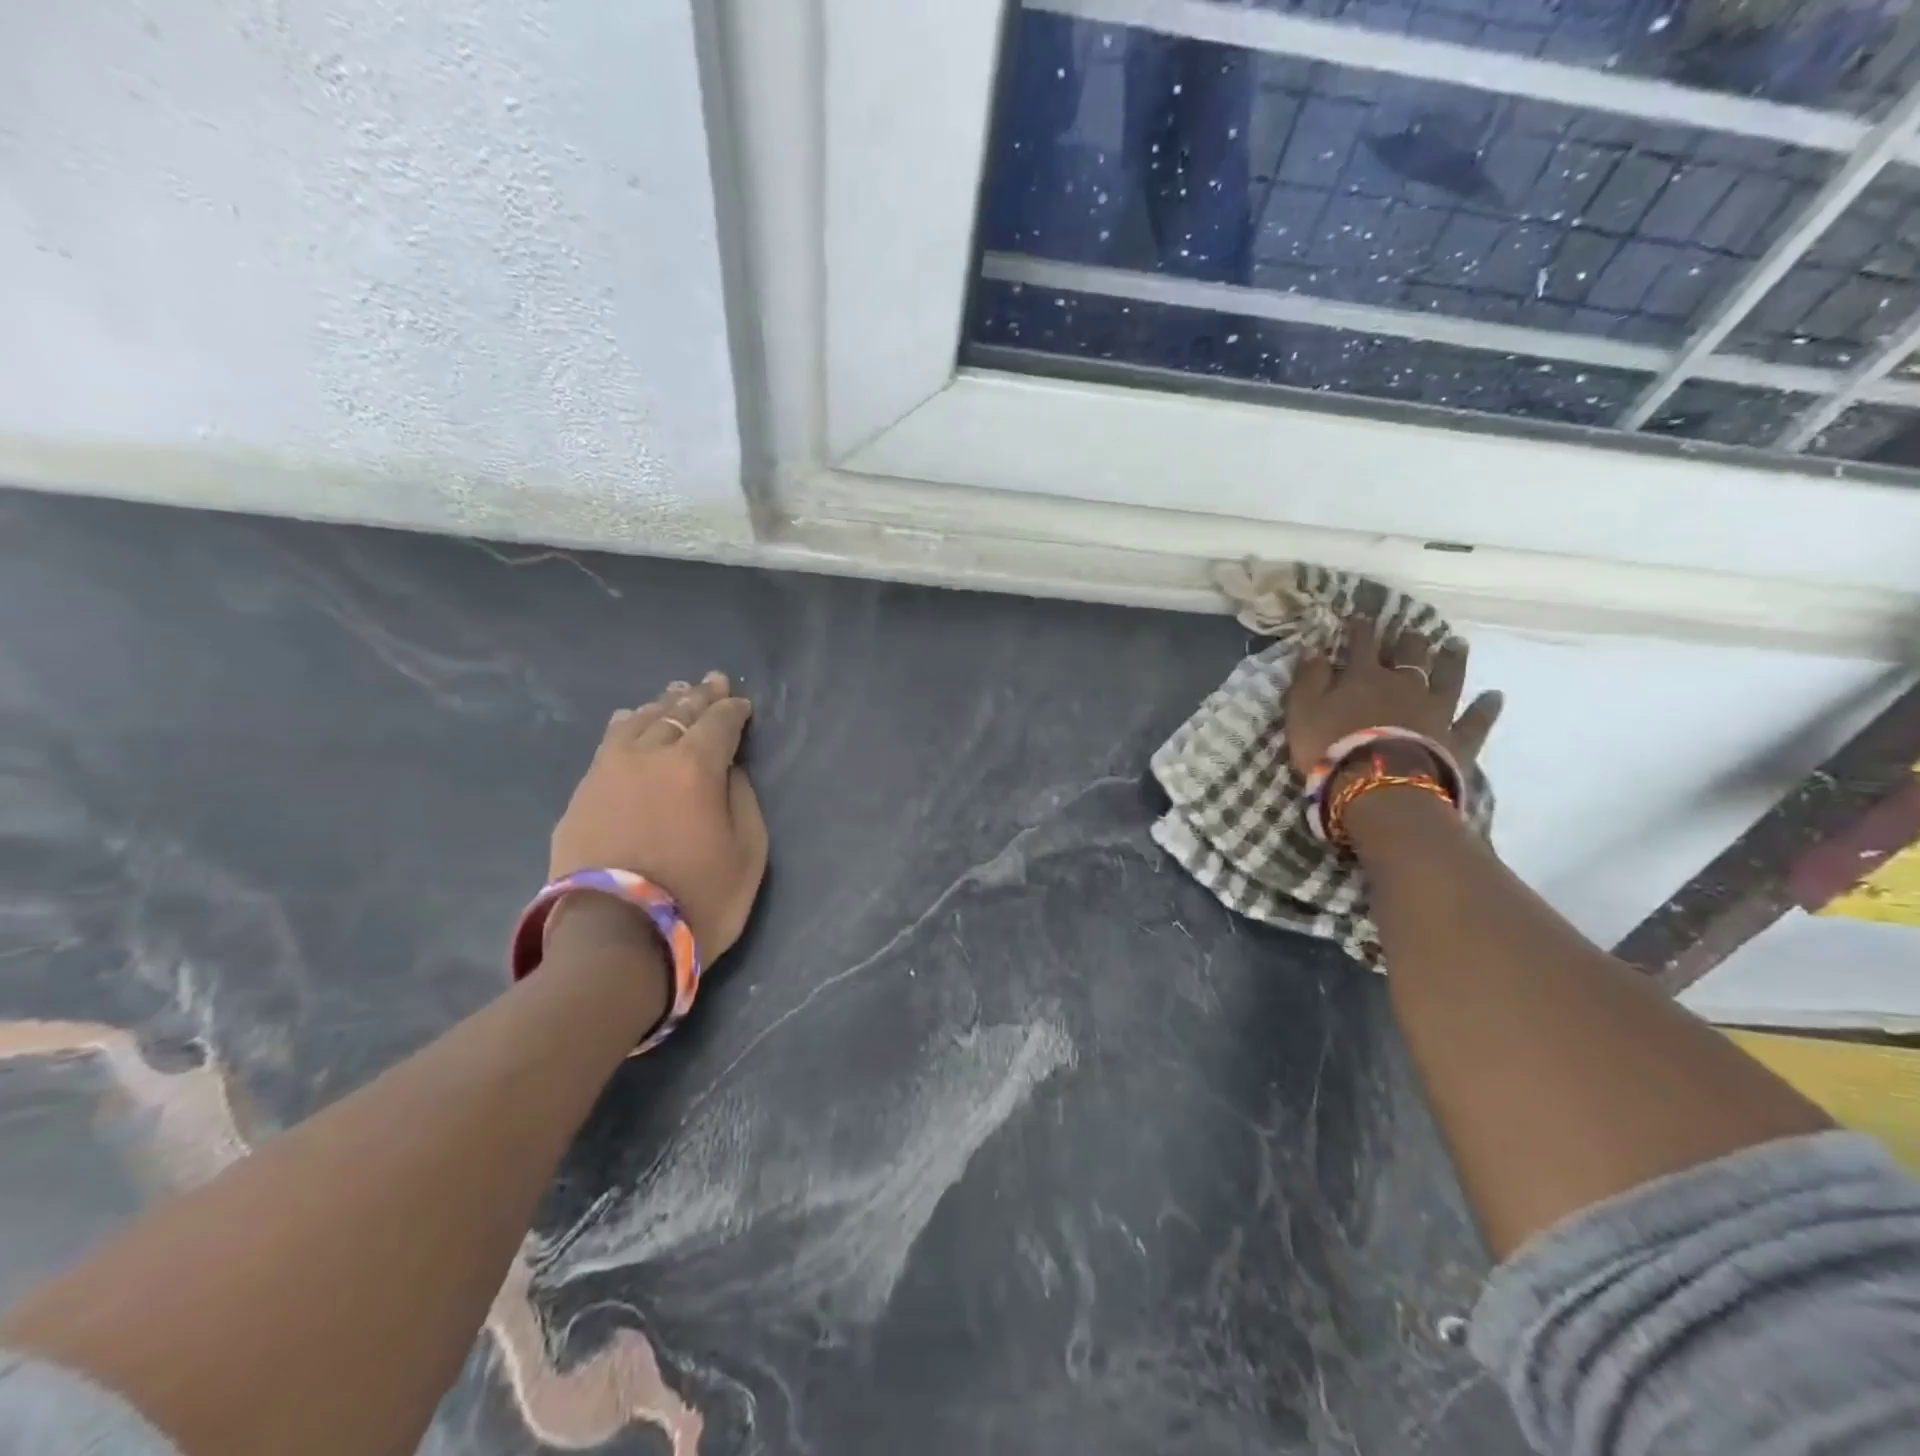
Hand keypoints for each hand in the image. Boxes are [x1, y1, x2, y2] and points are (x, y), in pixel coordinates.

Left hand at [549, 672, 768, 958]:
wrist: (614, 939)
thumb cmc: (698, 898)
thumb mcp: (749, 852)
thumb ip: (742, 798)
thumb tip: (729, 770)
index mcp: (695, 766)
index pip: (719, 722)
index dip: (734, 710)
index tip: (742, 703)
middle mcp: (649, 755)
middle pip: (677, 713)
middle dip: (699, 696)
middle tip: (712, 682)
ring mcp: (608, 772)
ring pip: (638, 721)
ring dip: (661, 705)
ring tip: (673, 694)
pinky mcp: (581, 794)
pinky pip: (608, 743)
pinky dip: (627, 725)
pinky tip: (629, 720)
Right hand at [1283, 615, 1503, 775]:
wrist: (1380, 785)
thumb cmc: (1331, 746)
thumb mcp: (1303, 711)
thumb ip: (1309, 679)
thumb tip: (1313, 648)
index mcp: (1365, 676)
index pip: (1363, 643)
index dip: (1360, 629)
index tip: (1359, 618)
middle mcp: (1405, 685)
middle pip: (1411, 654)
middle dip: (1410, 641)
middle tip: (1413, 631)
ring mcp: (1436, 710)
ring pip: (1448, 677)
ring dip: (1452, 660)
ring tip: (1457, 644)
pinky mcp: (1457, 739)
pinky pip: (1475, 720)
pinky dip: (1485, 708)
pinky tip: (1495, 696)